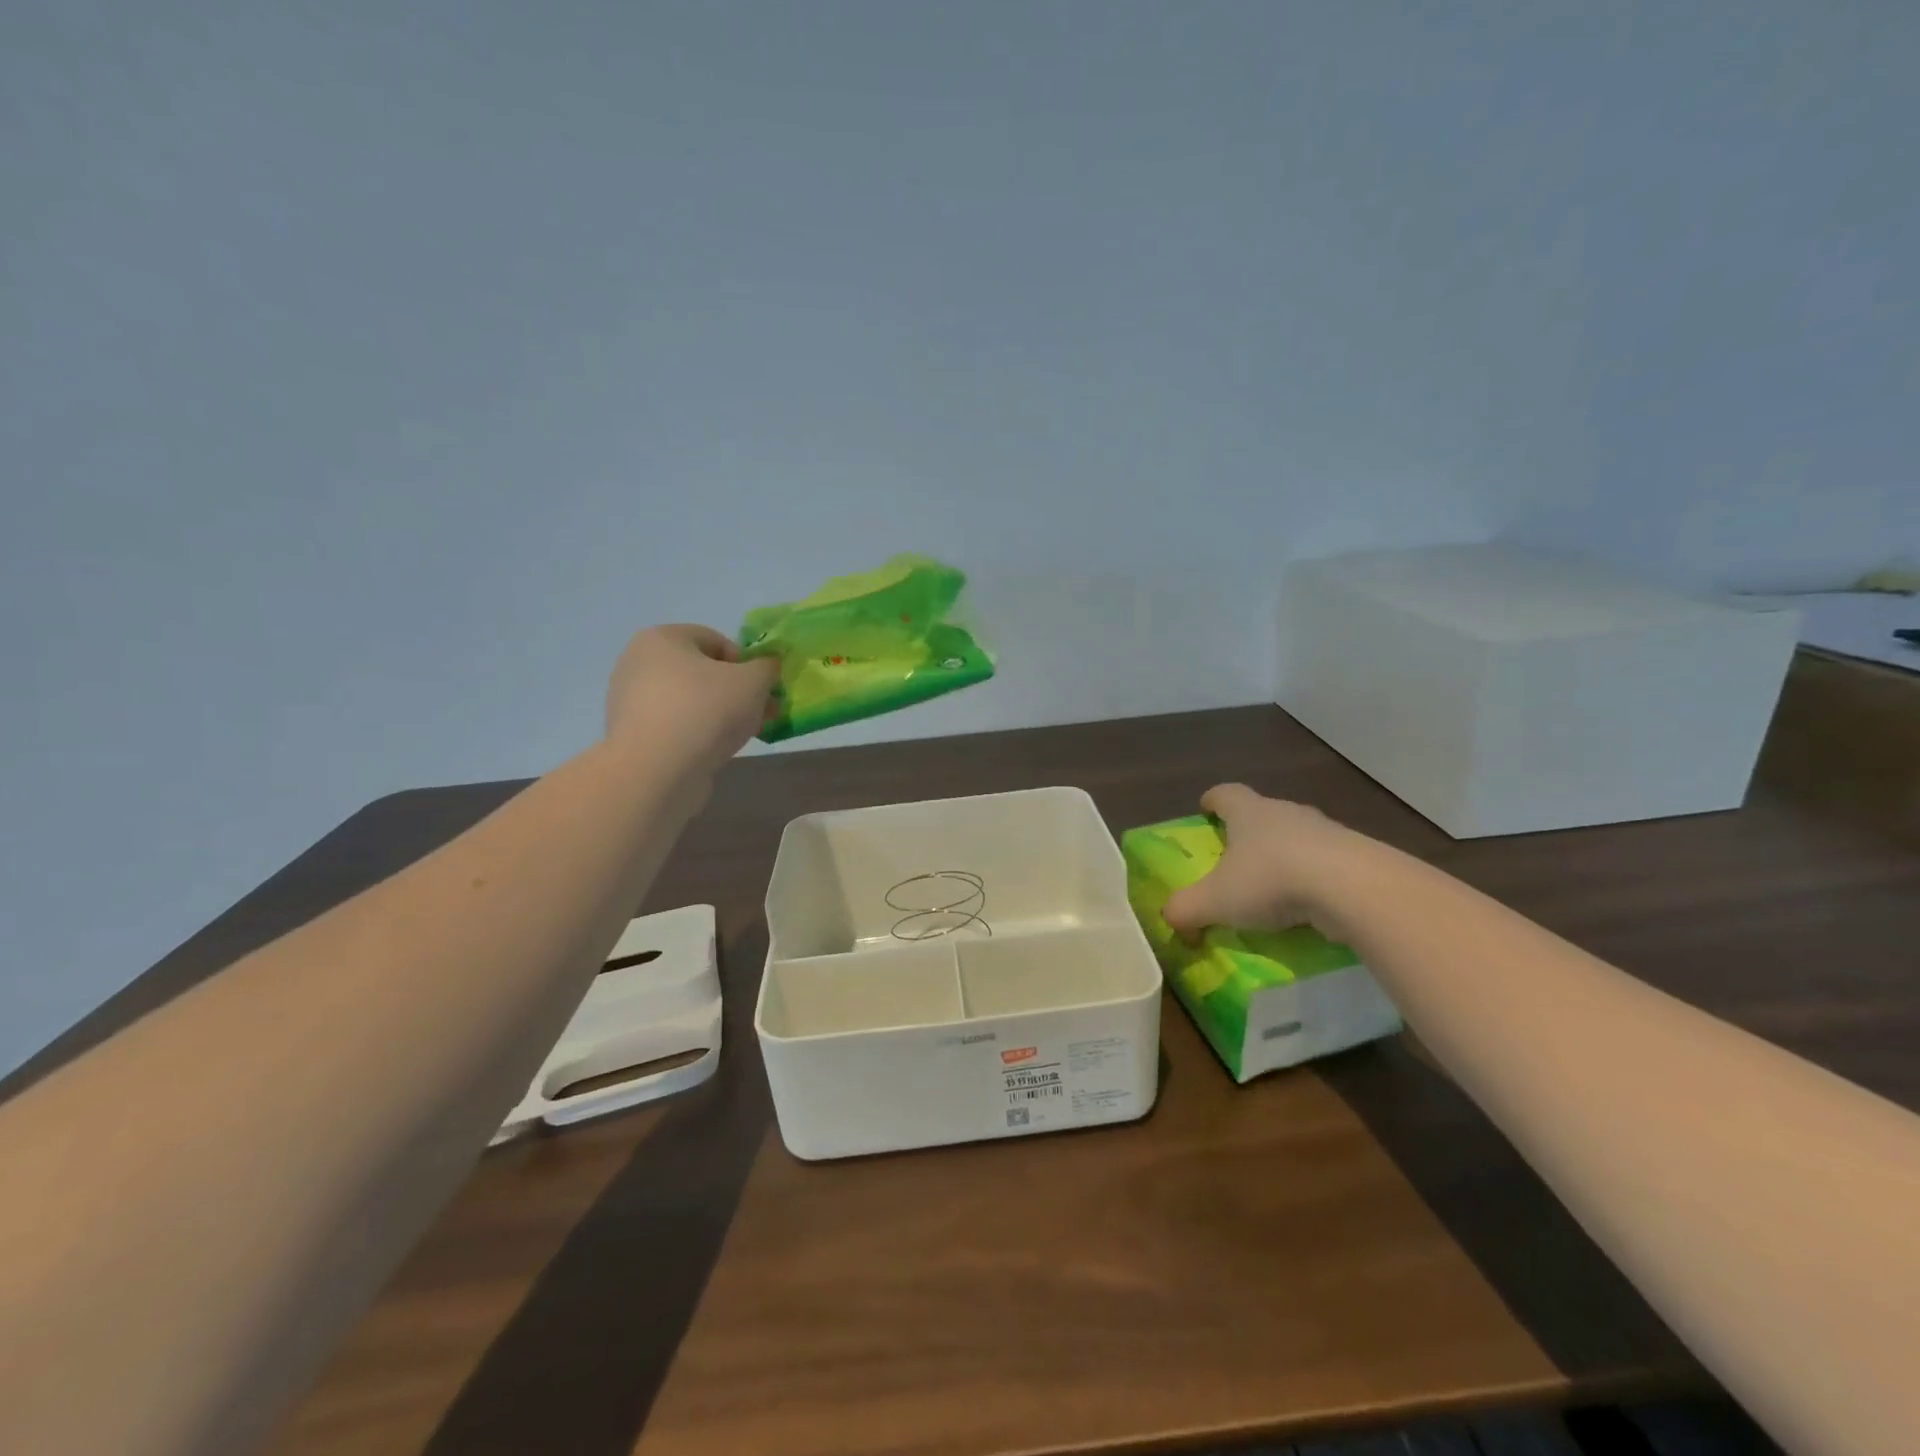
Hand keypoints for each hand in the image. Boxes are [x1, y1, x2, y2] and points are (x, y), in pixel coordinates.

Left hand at [604, 625, 778, 775]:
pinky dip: (698, 733)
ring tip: (743, 735)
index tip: (762, 690)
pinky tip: (715, 751)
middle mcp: (638, 662)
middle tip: (761, 714)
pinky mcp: (632, 735)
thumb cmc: (706, 710)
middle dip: (737, 692)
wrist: (657, 771)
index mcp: (662, 638)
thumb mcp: (754, 681)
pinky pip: (676, 725)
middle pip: (703, 672)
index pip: (716, 641)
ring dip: (721, 714)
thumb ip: (767, 667)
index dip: (747, 663)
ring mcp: (630, 700)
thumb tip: (767, 667)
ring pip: (691, 700)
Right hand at [1161, 784, 1361, 941]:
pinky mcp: (1356, 856)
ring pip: (1297, 837)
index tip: (1205, 810)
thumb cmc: (1271, 880)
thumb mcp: (1214, 901)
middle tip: (1237, 857)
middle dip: (1248, 832)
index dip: (1212, 801)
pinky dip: (1314, 879)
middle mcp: (1286, 812)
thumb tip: (1170, 920)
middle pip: (1262, 813)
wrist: (1354, 888)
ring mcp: (1326, 831)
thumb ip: (1185, 909)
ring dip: (1285, 856)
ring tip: (1275, 888)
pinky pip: (1326, 862)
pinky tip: (1310, 906)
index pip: (1224, 794)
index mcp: (1248, 812)